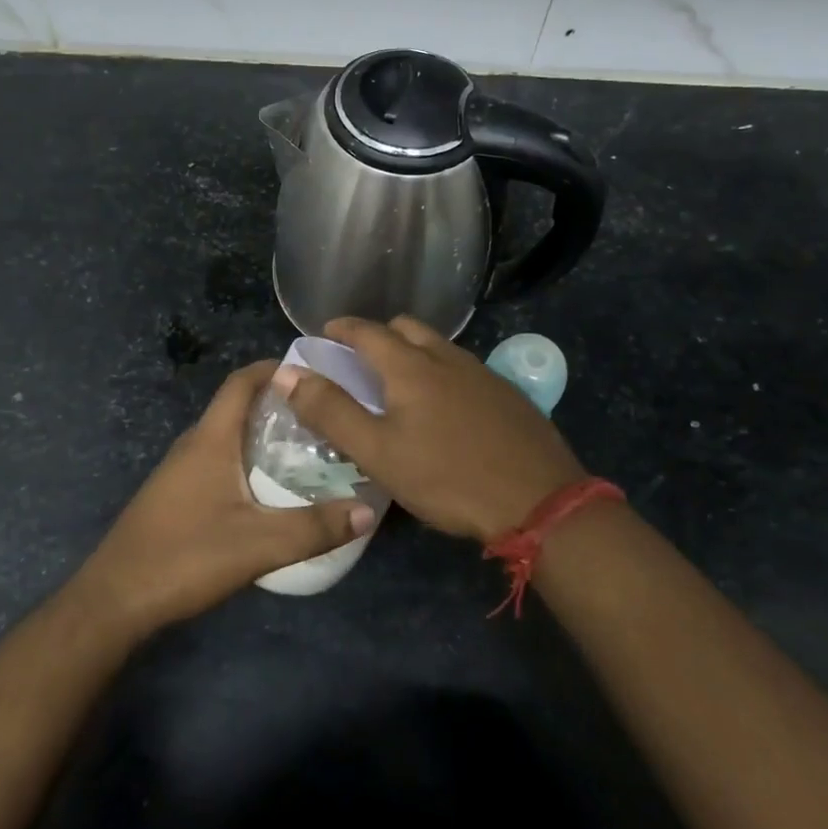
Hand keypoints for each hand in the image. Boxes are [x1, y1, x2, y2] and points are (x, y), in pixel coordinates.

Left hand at [72, 360, 376, 635]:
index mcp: (211, 439)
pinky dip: (248, 459)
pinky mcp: (176, 494)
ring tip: (309, 449)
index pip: (241, 382)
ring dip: (264, 433)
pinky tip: (271, 489)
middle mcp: (194, 444)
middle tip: (324, 416)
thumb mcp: (259, 545)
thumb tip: (368, 511)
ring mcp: (181, 470)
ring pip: (229, 436)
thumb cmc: (185, 557)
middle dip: (279, 403)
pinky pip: (219, 460)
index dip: (274, 368)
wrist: (115, 600)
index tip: (314, 372)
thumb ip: (315, 528)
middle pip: (238, 406)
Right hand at [277, 317, 586, 543]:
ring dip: (413, 351)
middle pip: (407, 329)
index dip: (342, 328)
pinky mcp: (506, 394)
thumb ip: (331, 412)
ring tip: (399, 382)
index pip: (368, 331)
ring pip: (438, 346)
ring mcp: (482, 374)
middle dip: (379, 335)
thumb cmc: (448, 477)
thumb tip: (288, 374)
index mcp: (411, 367)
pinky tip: (444, 406)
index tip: (325, 333)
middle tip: (360, 359)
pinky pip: (463, 368)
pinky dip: (441, 371)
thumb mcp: (378, 452)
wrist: (539, 500)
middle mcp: (447, 358)